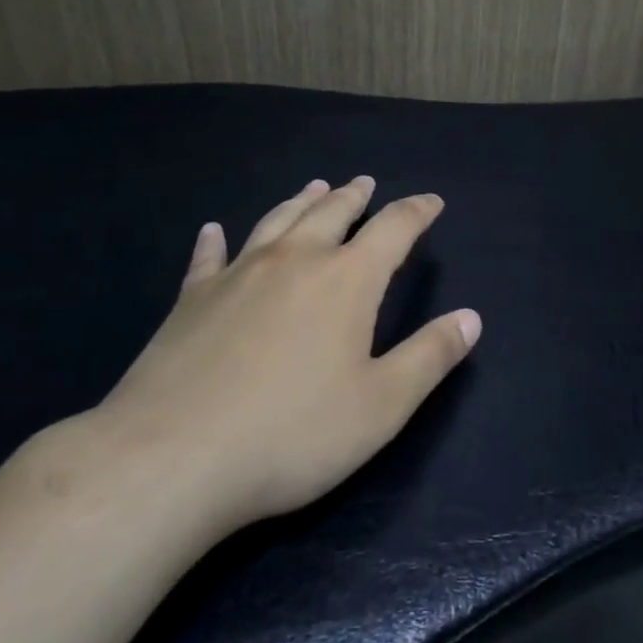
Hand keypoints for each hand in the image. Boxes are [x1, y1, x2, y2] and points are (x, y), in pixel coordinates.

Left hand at [90, 177, 480, 537]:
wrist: (170, 459)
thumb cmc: (292, 434)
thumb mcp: (381, 405)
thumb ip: (430, 357)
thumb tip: (472, 318)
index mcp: (347, 279)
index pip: (394, 229)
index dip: (417, 211)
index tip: (432, 202)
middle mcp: (295, 260)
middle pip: (332, 212)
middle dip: (355, 196)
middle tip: (366, 183)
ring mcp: (238, 274)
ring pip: (278, 220)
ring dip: (301, 201)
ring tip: (315, 186)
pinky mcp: (191, 299)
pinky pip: (208, 257)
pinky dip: (215, 240)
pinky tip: (213, 230)